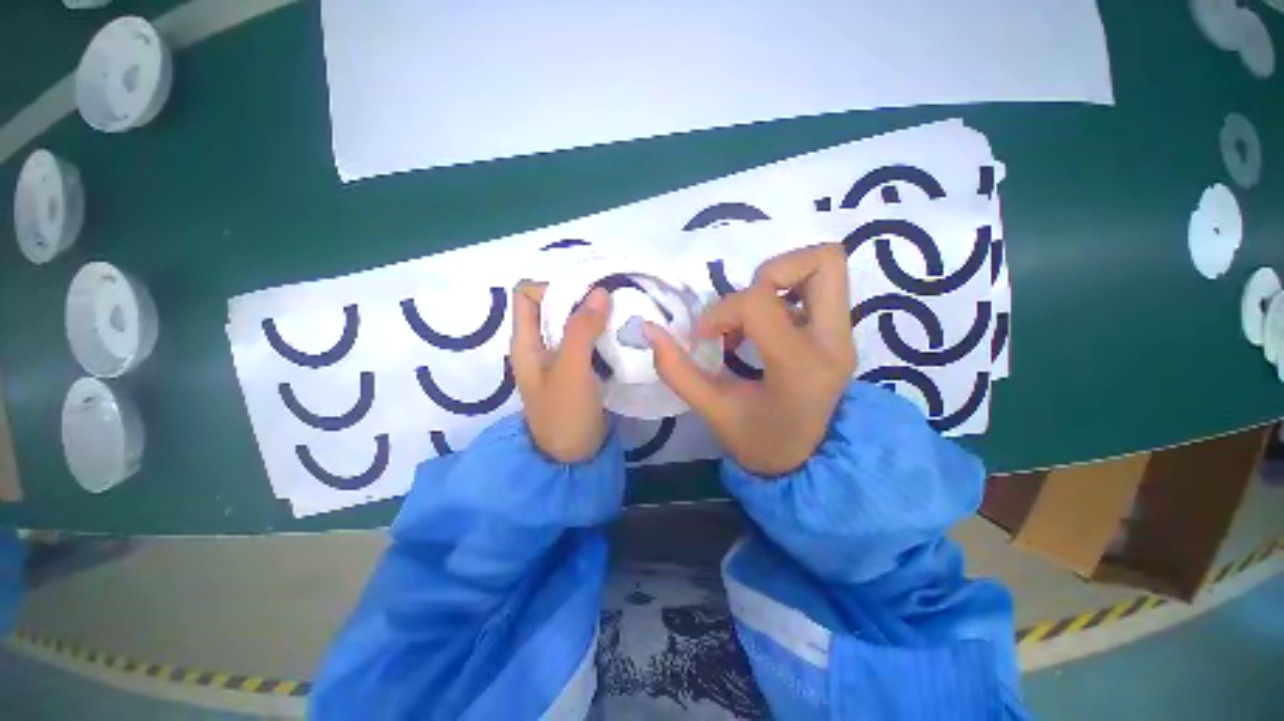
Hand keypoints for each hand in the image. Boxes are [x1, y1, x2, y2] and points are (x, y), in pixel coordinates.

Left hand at [511, 282, 611, 462]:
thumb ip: (581, 330)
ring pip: (573, 321)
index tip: (585, 297)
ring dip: (594, 315)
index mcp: (526, 341)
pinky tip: (620, 335)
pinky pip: (588, 339)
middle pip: (554, 304)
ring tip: (620, 317)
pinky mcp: (578, 367)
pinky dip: (602, 332)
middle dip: (581, 298)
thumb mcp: (570, 371)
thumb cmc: (564, 415)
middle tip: (611, 304)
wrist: (573, 456)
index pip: (528, 293)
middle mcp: (539, 343)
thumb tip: (600, 292)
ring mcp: (560, 356)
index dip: (553, 287)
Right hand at [647, 244, 855, 475]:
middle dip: (770, 272)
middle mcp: (833, 343)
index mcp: (799, 367)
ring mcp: (843, 336)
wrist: (804, 461)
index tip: (705, 335)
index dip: (722, 311)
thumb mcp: (712, 409)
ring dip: (778, 280)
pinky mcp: (840, 334)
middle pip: (822, 262)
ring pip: (826, 267)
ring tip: (750, 317)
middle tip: (743, 306)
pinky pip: (818, 288)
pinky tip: (760, 327)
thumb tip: (649, 329)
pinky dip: (784, 293)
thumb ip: (676, 369)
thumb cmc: (756, 439)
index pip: (759, 304)